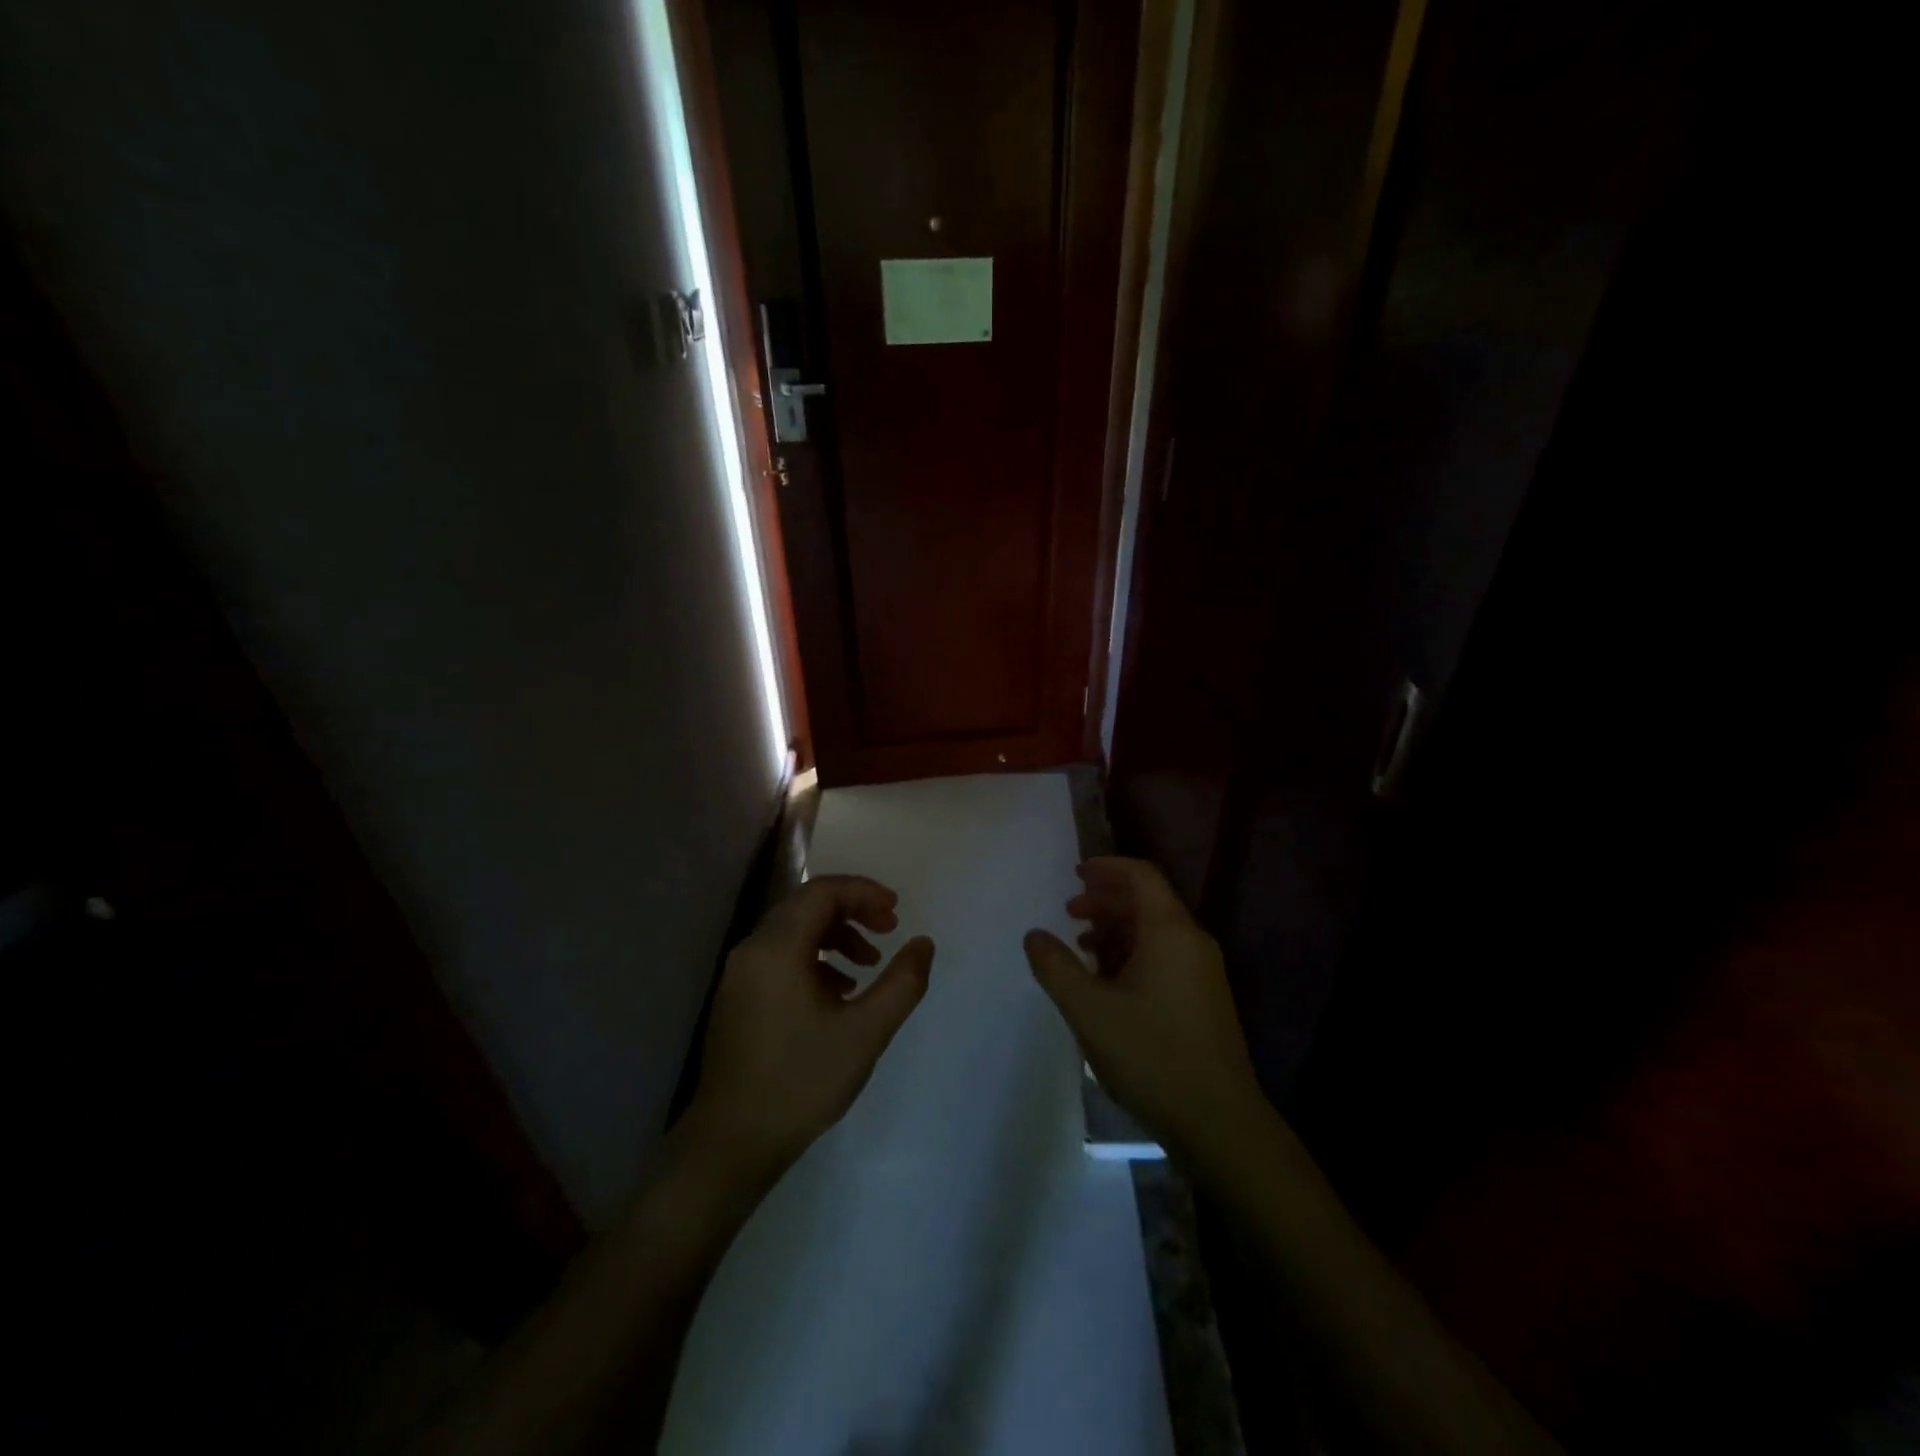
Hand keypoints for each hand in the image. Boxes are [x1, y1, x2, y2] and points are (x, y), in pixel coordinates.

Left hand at [684, 875, 934, 1179]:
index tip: (896, 911)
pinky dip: (814, 958)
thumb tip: (923, 943)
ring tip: (868, 965)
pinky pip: (780, 956)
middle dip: (852, 910)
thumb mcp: (865, 1033)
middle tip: (888, 929)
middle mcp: (753, 950)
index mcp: (778, 948)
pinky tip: (839, 992)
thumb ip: (902, 983)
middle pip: (806, 905)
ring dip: (835, 935)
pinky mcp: (738, 997)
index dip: (863, 893)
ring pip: (793, 931)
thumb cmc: (801, 1082)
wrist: (732, 1142)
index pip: (822, 892)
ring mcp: (740, 974)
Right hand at [1024, 857, 1262, 1161]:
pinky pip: (1165, 956)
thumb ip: (1056, 967)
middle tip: (1069, 912)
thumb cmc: (1151, 1055)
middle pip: (1148, 901)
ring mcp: (1203, 972)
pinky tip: (1108, 982)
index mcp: (1170, 932)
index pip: (1142, 876)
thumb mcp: (1089, 1010)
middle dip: (1106, 900)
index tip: (1075, 873)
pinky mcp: (1204, 999)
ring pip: (1156, 931)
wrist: (1219, 1122)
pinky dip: (1133, 954)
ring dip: (1117, 929)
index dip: (1107, 868)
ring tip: (1082, 948)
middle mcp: (1192, 942)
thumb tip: (1034, 935)